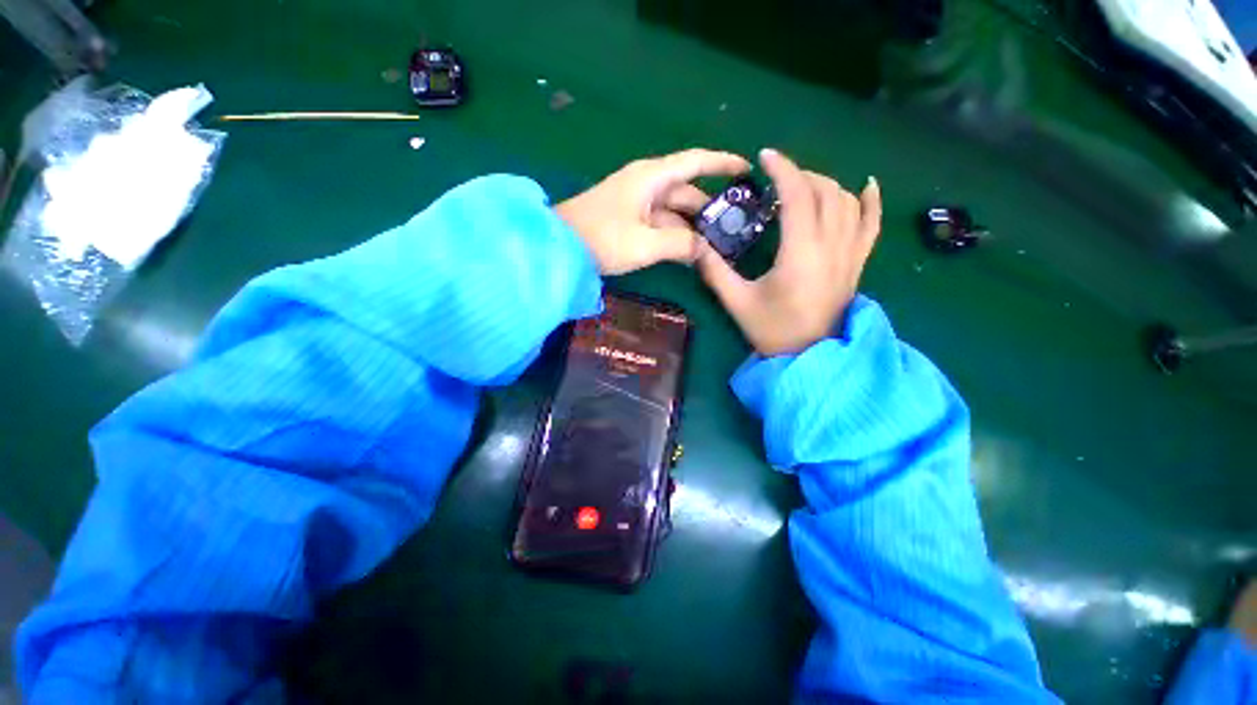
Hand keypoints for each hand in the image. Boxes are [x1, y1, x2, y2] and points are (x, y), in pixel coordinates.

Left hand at [556, 149, 749, 274]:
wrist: (558, 246)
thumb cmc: (602, 238)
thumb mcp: (645, 243)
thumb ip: (680, 244)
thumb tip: (705, 249)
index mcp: (652, 177)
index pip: (696, 161)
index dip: (723, 163)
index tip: (748, 170)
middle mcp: (646, 184)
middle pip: (687, 192)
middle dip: (709, 210)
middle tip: (733, 230)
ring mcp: (636, 202)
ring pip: (673, 211)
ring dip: (691, 228)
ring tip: (715, 247)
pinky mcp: (628, 219)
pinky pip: (659, 223)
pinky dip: (674, 236)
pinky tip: (687, 253)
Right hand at [698, 149, 881, 355]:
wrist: (808, 357)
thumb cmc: (772, 330)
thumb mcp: (737, 302)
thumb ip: (715, 271)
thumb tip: (695, 245)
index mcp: (801, 253)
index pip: (798, 195)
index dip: (783, 169)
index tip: (765, 156)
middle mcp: (831, 245)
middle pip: (824, 191)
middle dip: (800, 175)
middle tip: (776, 180)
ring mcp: (850, 253)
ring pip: (848, 201)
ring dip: (825, 185)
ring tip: (802, 186)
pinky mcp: (857, 263)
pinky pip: (872, 224)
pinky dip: (871, 201)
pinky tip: (867, 184)